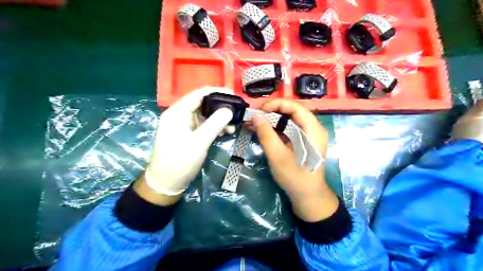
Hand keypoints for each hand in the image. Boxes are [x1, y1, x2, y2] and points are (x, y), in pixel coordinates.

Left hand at [135, 87, 233, 204]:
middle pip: (202, 103)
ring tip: (233, 126)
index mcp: (177, 112)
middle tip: (236, 112)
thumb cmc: (180, 162)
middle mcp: (179, 114)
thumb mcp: (199, 143)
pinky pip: (203, 124)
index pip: (199, 94)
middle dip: (221, 106)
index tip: (234, 94)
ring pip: (204, 114)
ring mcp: (183, 124)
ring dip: (219, 118)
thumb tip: (229, 109)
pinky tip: (225, 132)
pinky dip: (214, 126)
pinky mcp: (187, 133)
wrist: (166, 183)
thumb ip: (214, 124)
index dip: (217, 91)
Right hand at [254, 98, 338, 220]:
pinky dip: (274, 128)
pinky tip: (260, 130)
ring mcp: (307, 135)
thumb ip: (267, 135)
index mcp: (313, 129)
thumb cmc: (295, 177)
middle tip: (254, 115)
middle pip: (291, 111)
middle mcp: (313, 128)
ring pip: (288, 119)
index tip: (259, 110)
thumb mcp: (278, 156)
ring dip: (271, 119)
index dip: (276, 104)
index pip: (295, 107)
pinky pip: (287, 129)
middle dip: (271, 111)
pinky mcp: (301, 141)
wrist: (307, 196)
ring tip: (253, 122)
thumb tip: (255, 116)